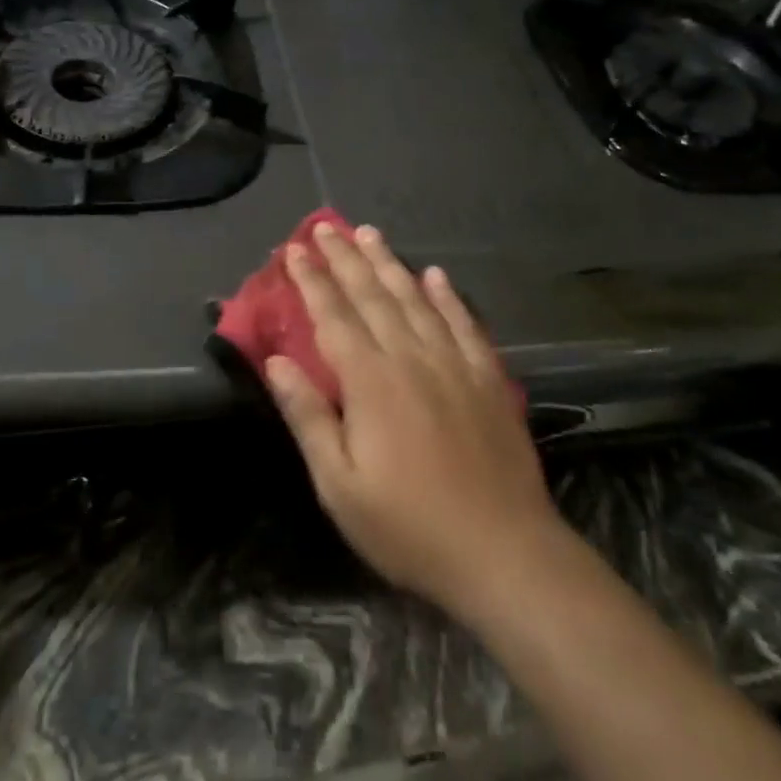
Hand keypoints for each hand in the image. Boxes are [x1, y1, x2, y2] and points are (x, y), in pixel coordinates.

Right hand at [267, 222, 569, 622]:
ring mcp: (454, 364)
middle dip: (345, 258)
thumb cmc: (409, 527)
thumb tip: (276, 363)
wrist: (505, 554)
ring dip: (390, 263)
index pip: (334, 316)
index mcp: (371, 382)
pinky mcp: (488, 378)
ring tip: (370, 234)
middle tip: (326, 226)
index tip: (295, 249)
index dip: (312, 280)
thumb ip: (309, 418)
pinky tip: (437, 275)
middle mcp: (411, 358)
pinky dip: (448, 296)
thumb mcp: (340, 486)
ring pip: (415, 299)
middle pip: (372, 295)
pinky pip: (464, 323)